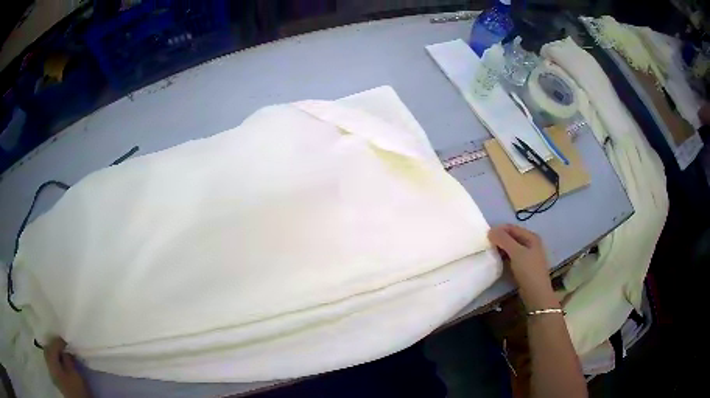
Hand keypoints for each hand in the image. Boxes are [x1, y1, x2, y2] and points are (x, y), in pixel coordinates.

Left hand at [44, 338, 90, 397]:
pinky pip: (51, 364)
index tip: (67, 342)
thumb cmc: (76, 389)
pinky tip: (60, 364)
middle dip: (53, 346)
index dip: (59, 341)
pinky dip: (54, 361)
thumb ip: (68, 360)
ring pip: (48, 356)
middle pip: (47, 348)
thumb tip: (65, 351)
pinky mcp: (54, 378)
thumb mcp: (75, 374)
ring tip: (62, 355)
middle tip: (62, 347)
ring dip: (54, 353)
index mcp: (51, 359)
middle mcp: (48, 362)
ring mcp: (50, 371)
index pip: (52, 344)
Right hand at [488, 224, 558, 309]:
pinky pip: (512, 257)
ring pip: (511, 247)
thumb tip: (490, 231)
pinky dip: (504, 256)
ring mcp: (528, 256)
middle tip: (486, 244)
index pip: (512, 228)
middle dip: (500, 239)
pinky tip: (497, 261)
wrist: (536, 293)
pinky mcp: (524, 266)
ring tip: (490, 252)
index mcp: (531, 237)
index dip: (499, 229)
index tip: (485, 235)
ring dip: (501, 248)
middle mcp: (531, 243)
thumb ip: (503, 240)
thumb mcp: (516, 252)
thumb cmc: (528, 270)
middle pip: (512, 237)